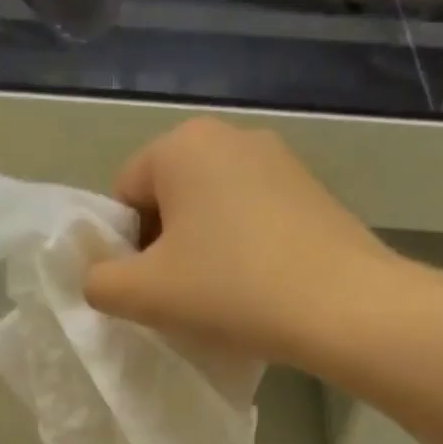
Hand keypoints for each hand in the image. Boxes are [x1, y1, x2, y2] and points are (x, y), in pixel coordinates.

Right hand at [83, 118, 398, 365]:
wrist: (343, 307)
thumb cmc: (231, 290)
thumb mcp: (143, 294)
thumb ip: (99, 282)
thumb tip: (101, 278)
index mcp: (183, 144)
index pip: (124, 194)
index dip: (125, 247)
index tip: (149, 288)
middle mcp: (232, 136)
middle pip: (169, 198)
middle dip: (165, 246)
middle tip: (182, 296)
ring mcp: (281, 160)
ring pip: (213, 210)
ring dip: (204, 250)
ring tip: (224, 297)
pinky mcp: (313, 191)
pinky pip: (254, 218)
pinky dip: (244, 249)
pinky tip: (260, 288)